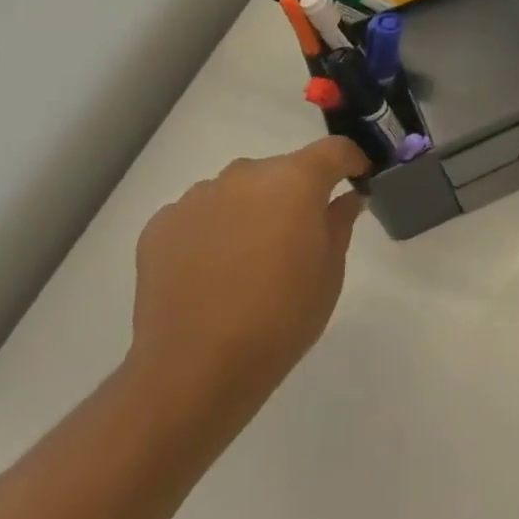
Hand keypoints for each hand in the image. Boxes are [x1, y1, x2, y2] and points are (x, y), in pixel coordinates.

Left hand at [127, 137, 367, 436]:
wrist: (195, 369)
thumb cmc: (281, 317)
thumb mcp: (330, 271)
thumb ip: (339, 223)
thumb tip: (345, 198)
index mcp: (295, 180)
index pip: (334, 150)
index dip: (351, 161)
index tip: (358, 179)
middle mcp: (245, 175)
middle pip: (282, 170)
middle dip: (296, 192)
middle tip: (299, 235)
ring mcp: (198, 197)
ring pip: (238, 190)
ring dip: (252, 209)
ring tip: (249, 257)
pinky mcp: (161, 225)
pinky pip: (200, 214)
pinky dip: (213, 229)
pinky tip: (212, 270)